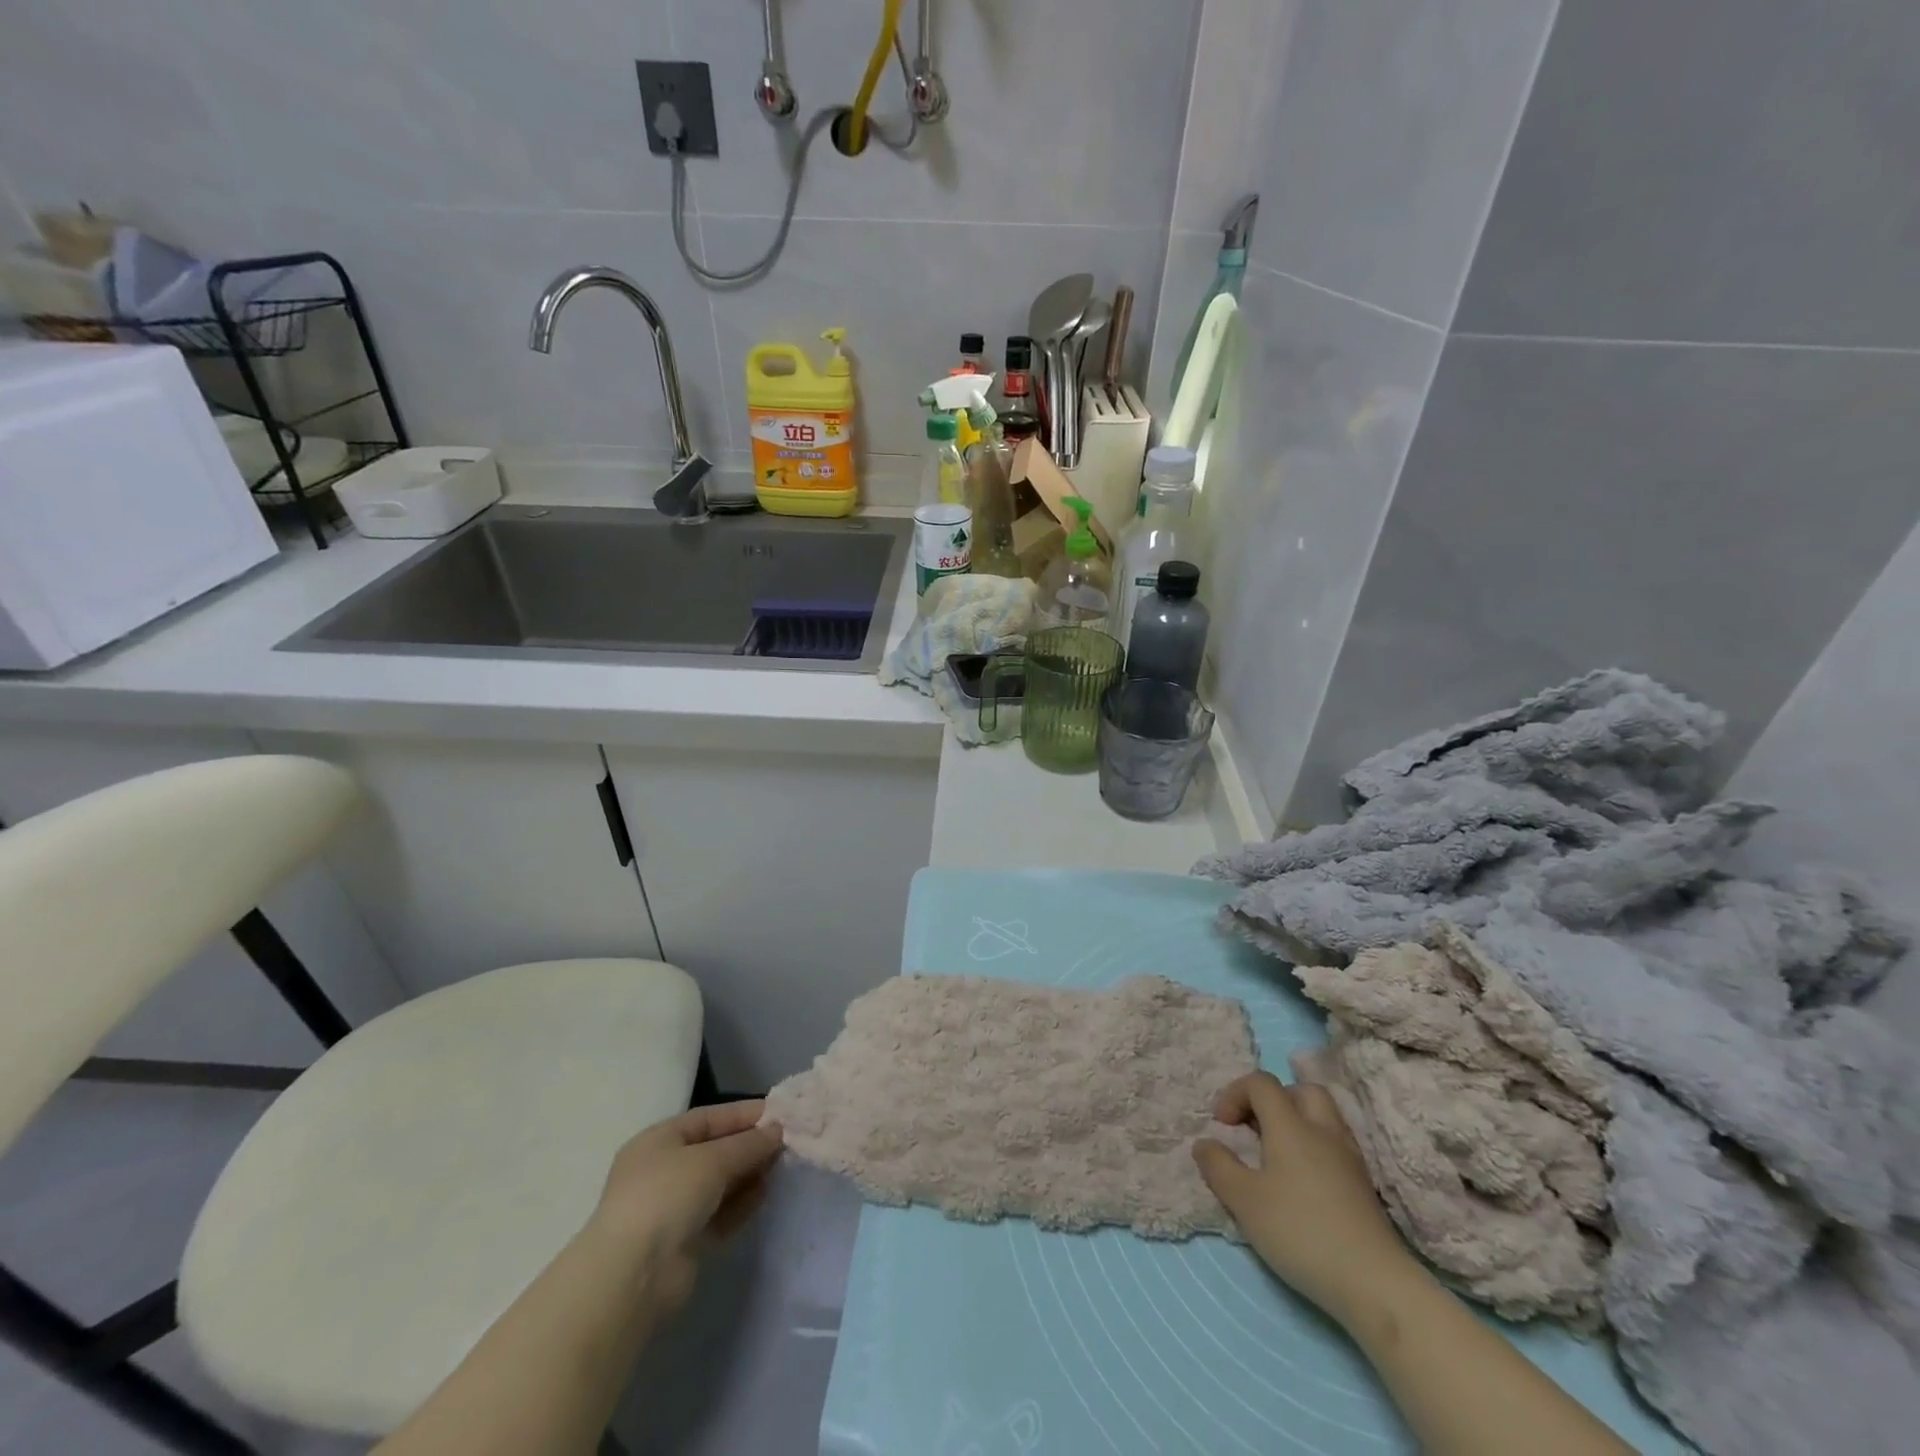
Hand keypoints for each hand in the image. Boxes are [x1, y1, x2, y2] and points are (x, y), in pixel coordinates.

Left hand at [588, 1100, 784, 1314]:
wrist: (634, 1275)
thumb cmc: (667, 1195)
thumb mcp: (712, 1158)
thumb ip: (748, 1143)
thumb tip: (777, 1130)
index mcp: (659, 1141)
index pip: (708, 1118)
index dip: (743, 1114)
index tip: (779, 1113)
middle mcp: (663, 1171)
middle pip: (715, 1150)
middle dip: (749, 1145)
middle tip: (786, 1141)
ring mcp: (672, 1208)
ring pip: (719, 1183)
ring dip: (748, 1173)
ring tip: (778, 1166)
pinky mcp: (684, 1241)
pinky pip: (719, 1213)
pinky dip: (741, 1203)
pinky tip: (763, 1194)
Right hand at [1193, 1072, 1418, 1326]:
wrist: (1374, 1283)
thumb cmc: (1301, 1233)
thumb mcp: (1244, 1201)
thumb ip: (1219, 1167)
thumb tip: (1204, 1143)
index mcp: (1290, 1126)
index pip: (1261, 1083)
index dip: (1235, 1093)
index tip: (1222, 1125)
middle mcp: (1322, 1130)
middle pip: (1299, 1090)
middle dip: (1272, 1100)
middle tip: (1255, 1129)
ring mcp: (1349, 1157)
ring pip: (1323, 1116)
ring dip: (1296, 1122)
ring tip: (1277, 1154)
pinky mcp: (1364, 1185)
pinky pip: (1335, 1144)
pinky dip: (1315, 1147)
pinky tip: (1304, 1181)